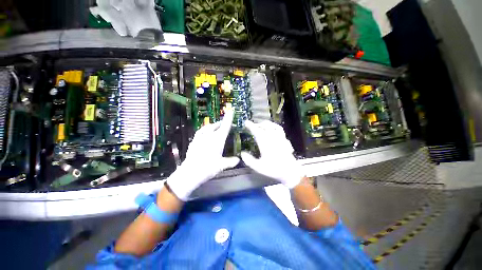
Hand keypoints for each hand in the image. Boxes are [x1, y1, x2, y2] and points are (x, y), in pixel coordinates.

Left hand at [166, 109, 239, 200]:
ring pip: (207, 127)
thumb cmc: (208, 168)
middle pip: (216, 125)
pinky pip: (200, 132)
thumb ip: (231, 161)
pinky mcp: (194, 141)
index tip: (231, 110)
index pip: (225, 126)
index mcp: (217, 140)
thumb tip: (238, 160)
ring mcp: (200, 138)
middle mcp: (209, 136)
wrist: (190, 172)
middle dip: (221, 122)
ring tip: (215, 126)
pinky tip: (204, 133)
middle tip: (224, 123)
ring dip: (212, 125)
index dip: (228, 118)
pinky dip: (204, 130)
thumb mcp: (222, 165)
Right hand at [241, 121, 304, 188]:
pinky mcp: (285, 140)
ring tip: (261, 125)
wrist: (290, 172)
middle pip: (265, 126)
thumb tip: (242, 153)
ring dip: (266, 124)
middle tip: (252, 126)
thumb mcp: (259, 167)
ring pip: (273, 126)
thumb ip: (249, 160)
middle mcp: (273, 138)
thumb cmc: (273, 169)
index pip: (257, 131)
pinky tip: (273, 129)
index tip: (246, 122)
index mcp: (265, 144)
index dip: (251, 126)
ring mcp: (280, 138)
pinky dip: (274, 126)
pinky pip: (280, 129)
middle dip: (258, 124)